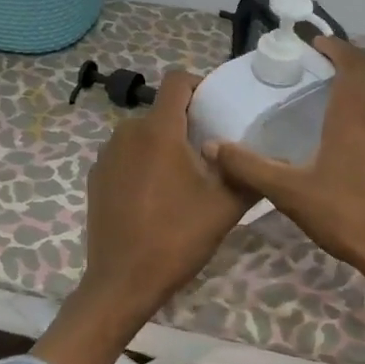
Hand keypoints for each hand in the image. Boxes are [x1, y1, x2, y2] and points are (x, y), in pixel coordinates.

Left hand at [38, 71, 253, 363]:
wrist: (123, 281)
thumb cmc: (178, 237)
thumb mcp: (226, 206)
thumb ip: (249, 174)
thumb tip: (268, 159)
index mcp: (158, 131)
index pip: (176, 82)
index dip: (199, 85)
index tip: (217, 106)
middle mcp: (127, 133)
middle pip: (161, 110)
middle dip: (186, 122)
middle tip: (211, 150)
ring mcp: (107, 156)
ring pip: (142, 134)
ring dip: (164, 144)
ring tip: (186, 176)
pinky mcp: (96, 178)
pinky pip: (126, 156)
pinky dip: (144, 163)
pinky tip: (157, 196)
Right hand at [206, 38, 364, 293]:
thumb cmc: (346, 216)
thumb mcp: (289, 193)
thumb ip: (249, 168)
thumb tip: (211, 147)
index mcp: (354, 116)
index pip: (351, 64)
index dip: (336, 47)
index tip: (317, 43)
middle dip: (354, 58)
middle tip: (328, 62)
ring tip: (342, 92)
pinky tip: (360, 135)